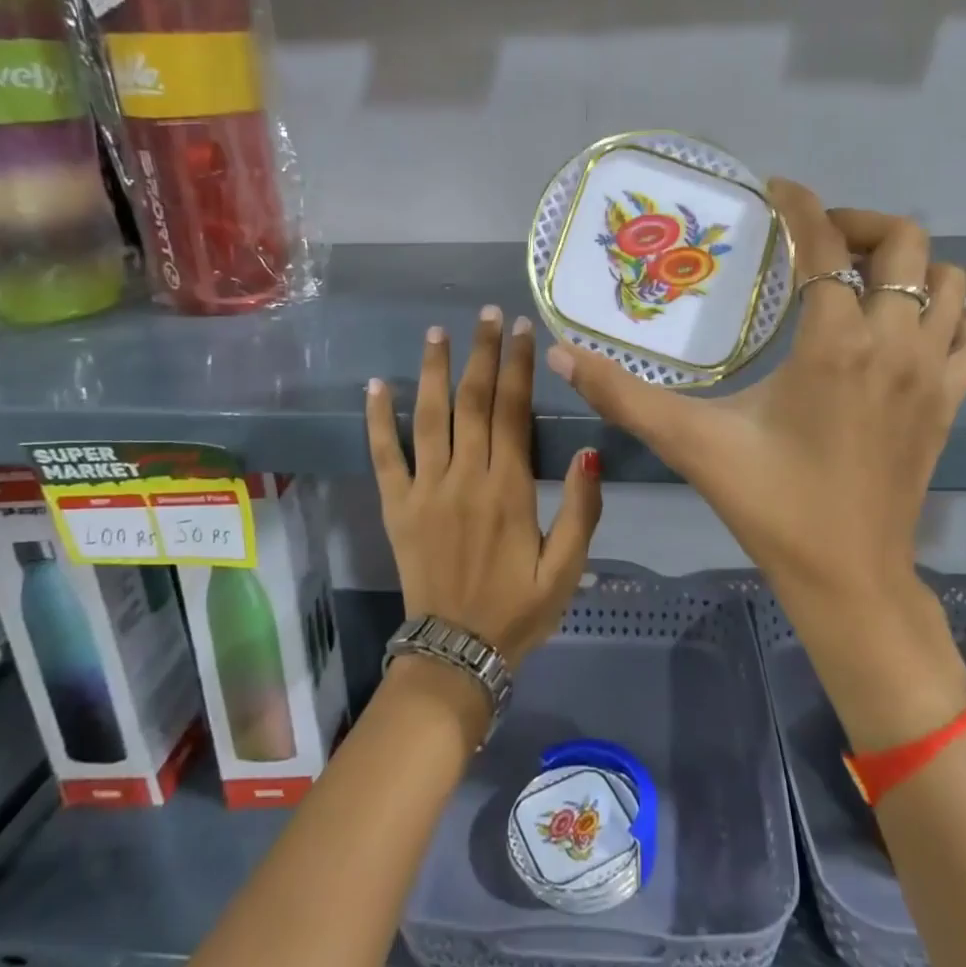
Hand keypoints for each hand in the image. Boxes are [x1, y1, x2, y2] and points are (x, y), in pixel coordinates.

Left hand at [367, 306, 602, 672]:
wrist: (456, 652)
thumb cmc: (518, 609)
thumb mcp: (567, 568)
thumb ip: (582, 509)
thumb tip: (588, 451)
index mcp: (509, 489)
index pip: (513, 411)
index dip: (518, 366)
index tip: (523, 329)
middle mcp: (465, 477)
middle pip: (472, 401)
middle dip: (482, 353)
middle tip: (488, 314)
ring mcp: (425, 490)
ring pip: (428, 417)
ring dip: (434, 371)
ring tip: (438, 332)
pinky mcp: (396, 506)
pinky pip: (383, 456)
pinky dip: (378, 419)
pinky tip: (377, 385)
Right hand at [545, 180, 965, 748]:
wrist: (848, 576)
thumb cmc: (771, 504)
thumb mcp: (691, 443)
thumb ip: (624, 395)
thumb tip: (563, 355)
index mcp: (834, 341)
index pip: (826, 243)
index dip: (802, 205)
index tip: (777, 191)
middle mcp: (894, 342)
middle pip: (905, 244)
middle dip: (860, 223)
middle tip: (816, 239)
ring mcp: (932, 372)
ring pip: (950, 282)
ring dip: (908, 265)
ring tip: (860, 277)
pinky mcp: (950, 402)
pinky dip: (944, 313)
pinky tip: (904, 328)